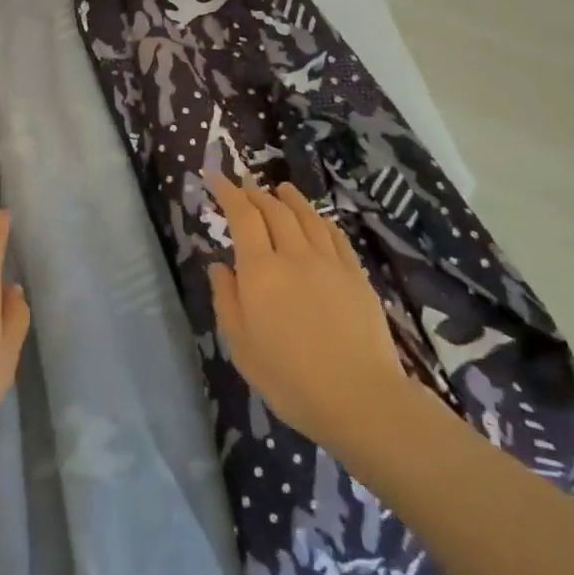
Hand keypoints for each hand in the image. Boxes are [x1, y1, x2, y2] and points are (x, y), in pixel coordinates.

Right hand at [206, 176, 408, 455]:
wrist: (359, 397)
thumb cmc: (289, 378)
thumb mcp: (241, 345)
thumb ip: (227, 299)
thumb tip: (219, 265)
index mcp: (261, 271)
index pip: (242, 216)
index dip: (227, 192)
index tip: (215, 177)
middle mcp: (295, 255)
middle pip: (274, 210)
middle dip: (256, 193)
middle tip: (244, 185)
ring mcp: (330, 263)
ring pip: (308, 217)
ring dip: (290, 198)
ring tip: (280, 188)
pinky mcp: (356, 276)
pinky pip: (335, 236)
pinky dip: (321, 220)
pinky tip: (318, 220)